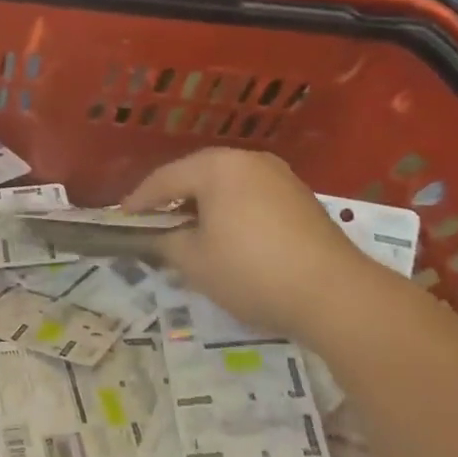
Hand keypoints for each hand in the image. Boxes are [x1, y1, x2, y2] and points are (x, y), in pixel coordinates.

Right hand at [122, 148, 380, 339]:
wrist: (336, 295)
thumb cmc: (251, 270)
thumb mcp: (194, 261)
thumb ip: (166, 243)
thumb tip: (160, 238)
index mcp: (217, 166)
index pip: (164, 179)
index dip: (139, 201)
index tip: (121, 219)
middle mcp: (248, 161)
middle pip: (196, 177)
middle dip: (172, 201)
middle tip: (152, 224)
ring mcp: (280, 177)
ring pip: (226, 187)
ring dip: (203, 208)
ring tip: (187, 233)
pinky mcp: (301, 200)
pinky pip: (251, 198)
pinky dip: (231, 213)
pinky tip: (226, 238)